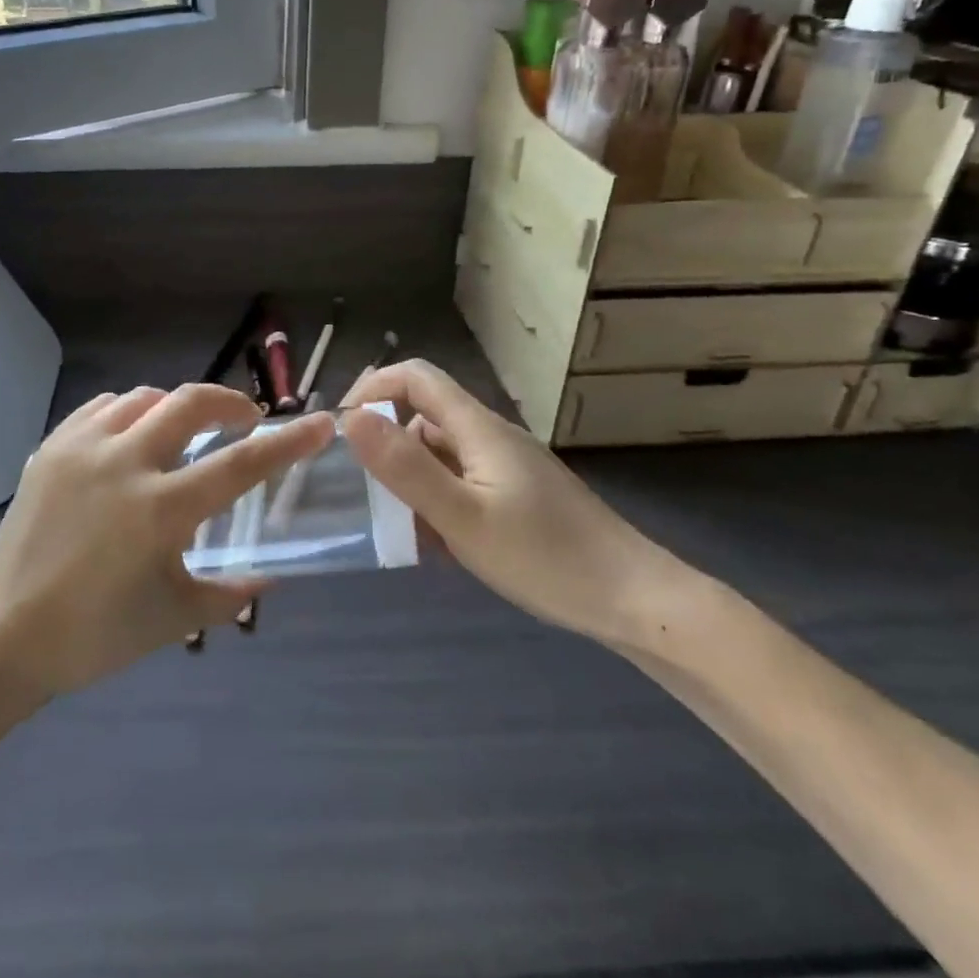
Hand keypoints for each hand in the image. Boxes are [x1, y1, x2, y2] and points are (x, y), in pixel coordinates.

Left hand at [0, 384, 334, 697]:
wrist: (0, 636)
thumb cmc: (93, 635)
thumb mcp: (172, 620)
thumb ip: (228, 595)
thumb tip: (266, 577)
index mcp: (161, 509)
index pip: (242, 463)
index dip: (289, 441)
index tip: (321, 422)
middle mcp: (125, 464)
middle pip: (191, 403)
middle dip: (229, 402)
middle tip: (244, 420)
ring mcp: (83, 450)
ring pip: (144, 398)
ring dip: (176, 407)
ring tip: (184, 431)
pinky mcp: (51, 449)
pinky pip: (101, 408)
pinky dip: (129, 411)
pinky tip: (131, 435)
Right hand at [340, 360, 686, 646]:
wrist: (635, 600)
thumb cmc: (545, 557)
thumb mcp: (462, 516)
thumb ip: (405, 467)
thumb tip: (351, 418)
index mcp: (478, 427)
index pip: (415, 377)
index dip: (372, 388)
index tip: (342, 431)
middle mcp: (491, 436)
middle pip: (424, 417)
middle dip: (388, 448)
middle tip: (369, 498)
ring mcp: (508, 466)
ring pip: (441, 455)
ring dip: (413, 483)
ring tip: (405, 532)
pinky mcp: (519, 495)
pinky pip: (463, 483)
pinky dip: (440, 503)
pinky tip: (441, 546)